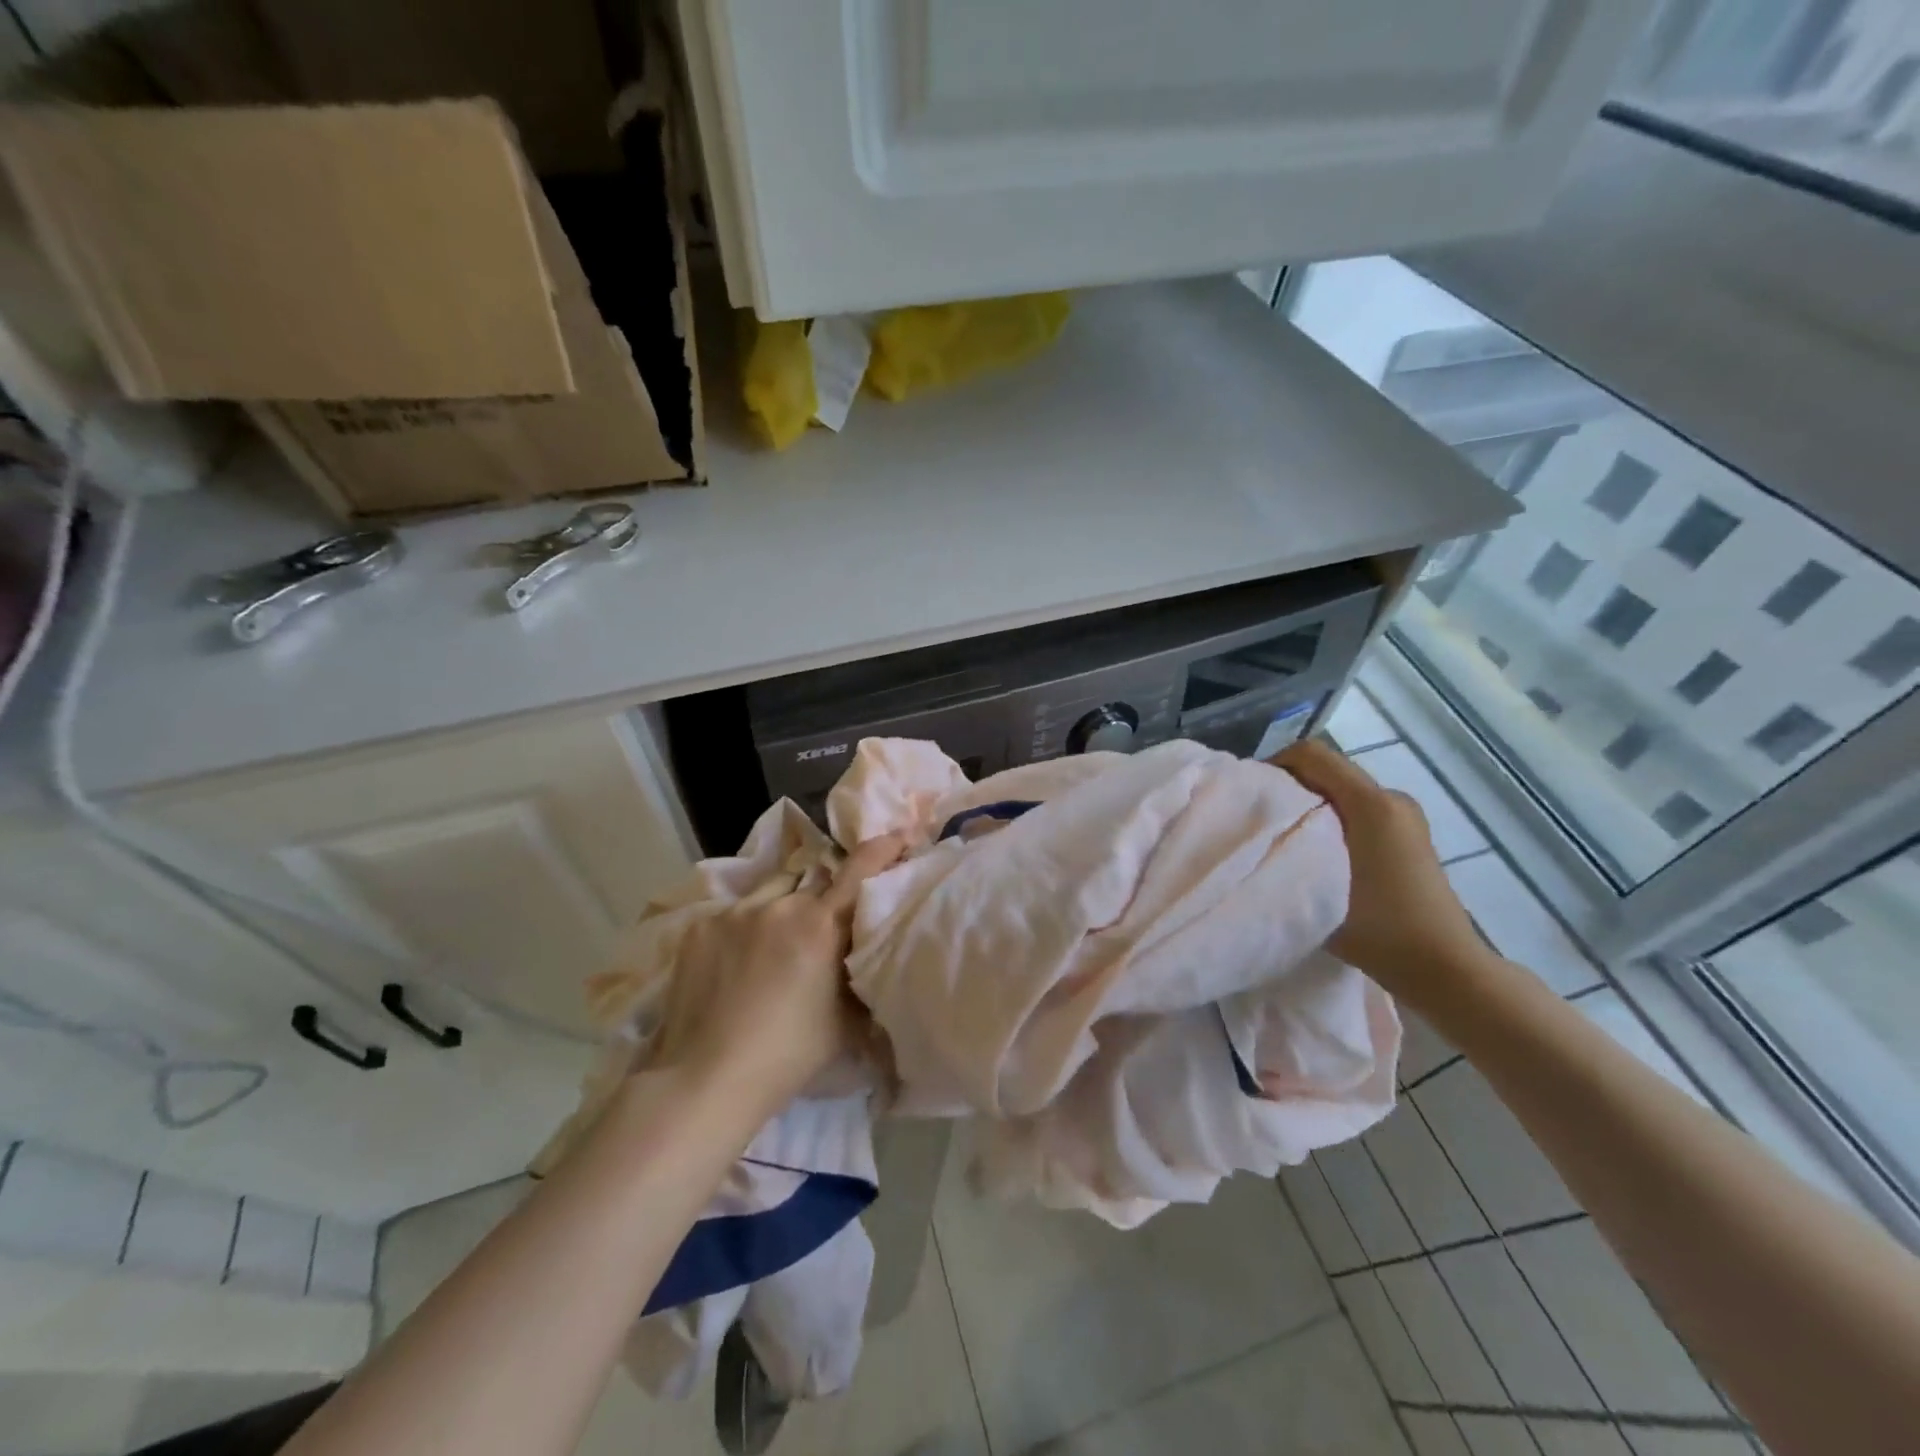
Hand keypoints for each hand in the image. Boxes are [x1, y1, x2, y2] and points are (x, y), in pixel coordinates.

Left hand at [648, 833, 908, 1113]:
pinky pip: (734, 913)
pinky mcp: (700, 925)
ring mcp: (735, 911)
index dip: (882, 848)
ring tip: (775, 943)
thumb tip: (877, 964)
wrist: (705, 1079)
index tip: (898, 838)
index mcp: (821, 925)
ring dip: (783, 907)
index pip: (859, 868)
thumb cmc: (788, 1055)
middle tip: (824, 928)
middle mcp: (780, 904)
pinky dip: (745, 928)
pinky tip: (736, 962)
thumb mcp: (846, 1021)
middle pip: (813, 883)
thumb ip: (863, 980)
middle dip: (824, 899)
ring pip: (772, 892)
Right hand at [1272, 738, 1491, 1008]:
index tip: (1252, 797)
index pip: (1311, 755)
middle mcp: (1391, 798)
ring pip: (1340, 792)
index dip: (1274, 765)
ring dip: (1310, 806)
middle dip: (1290, 789)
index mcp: (1371, 803)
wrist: (1444, 967)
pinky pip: (1358, 810)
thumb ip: (1287, 848)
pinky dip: (1331, 821)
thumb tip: (1260, 829)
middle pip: (1326, 771)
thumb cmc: (1379, 927)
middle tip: (1262, 821)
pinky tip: (1320, 856)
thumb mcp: (1319, 886)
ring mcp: (1405, 817)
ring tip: (1287, 841)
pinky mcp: (1409, 836)